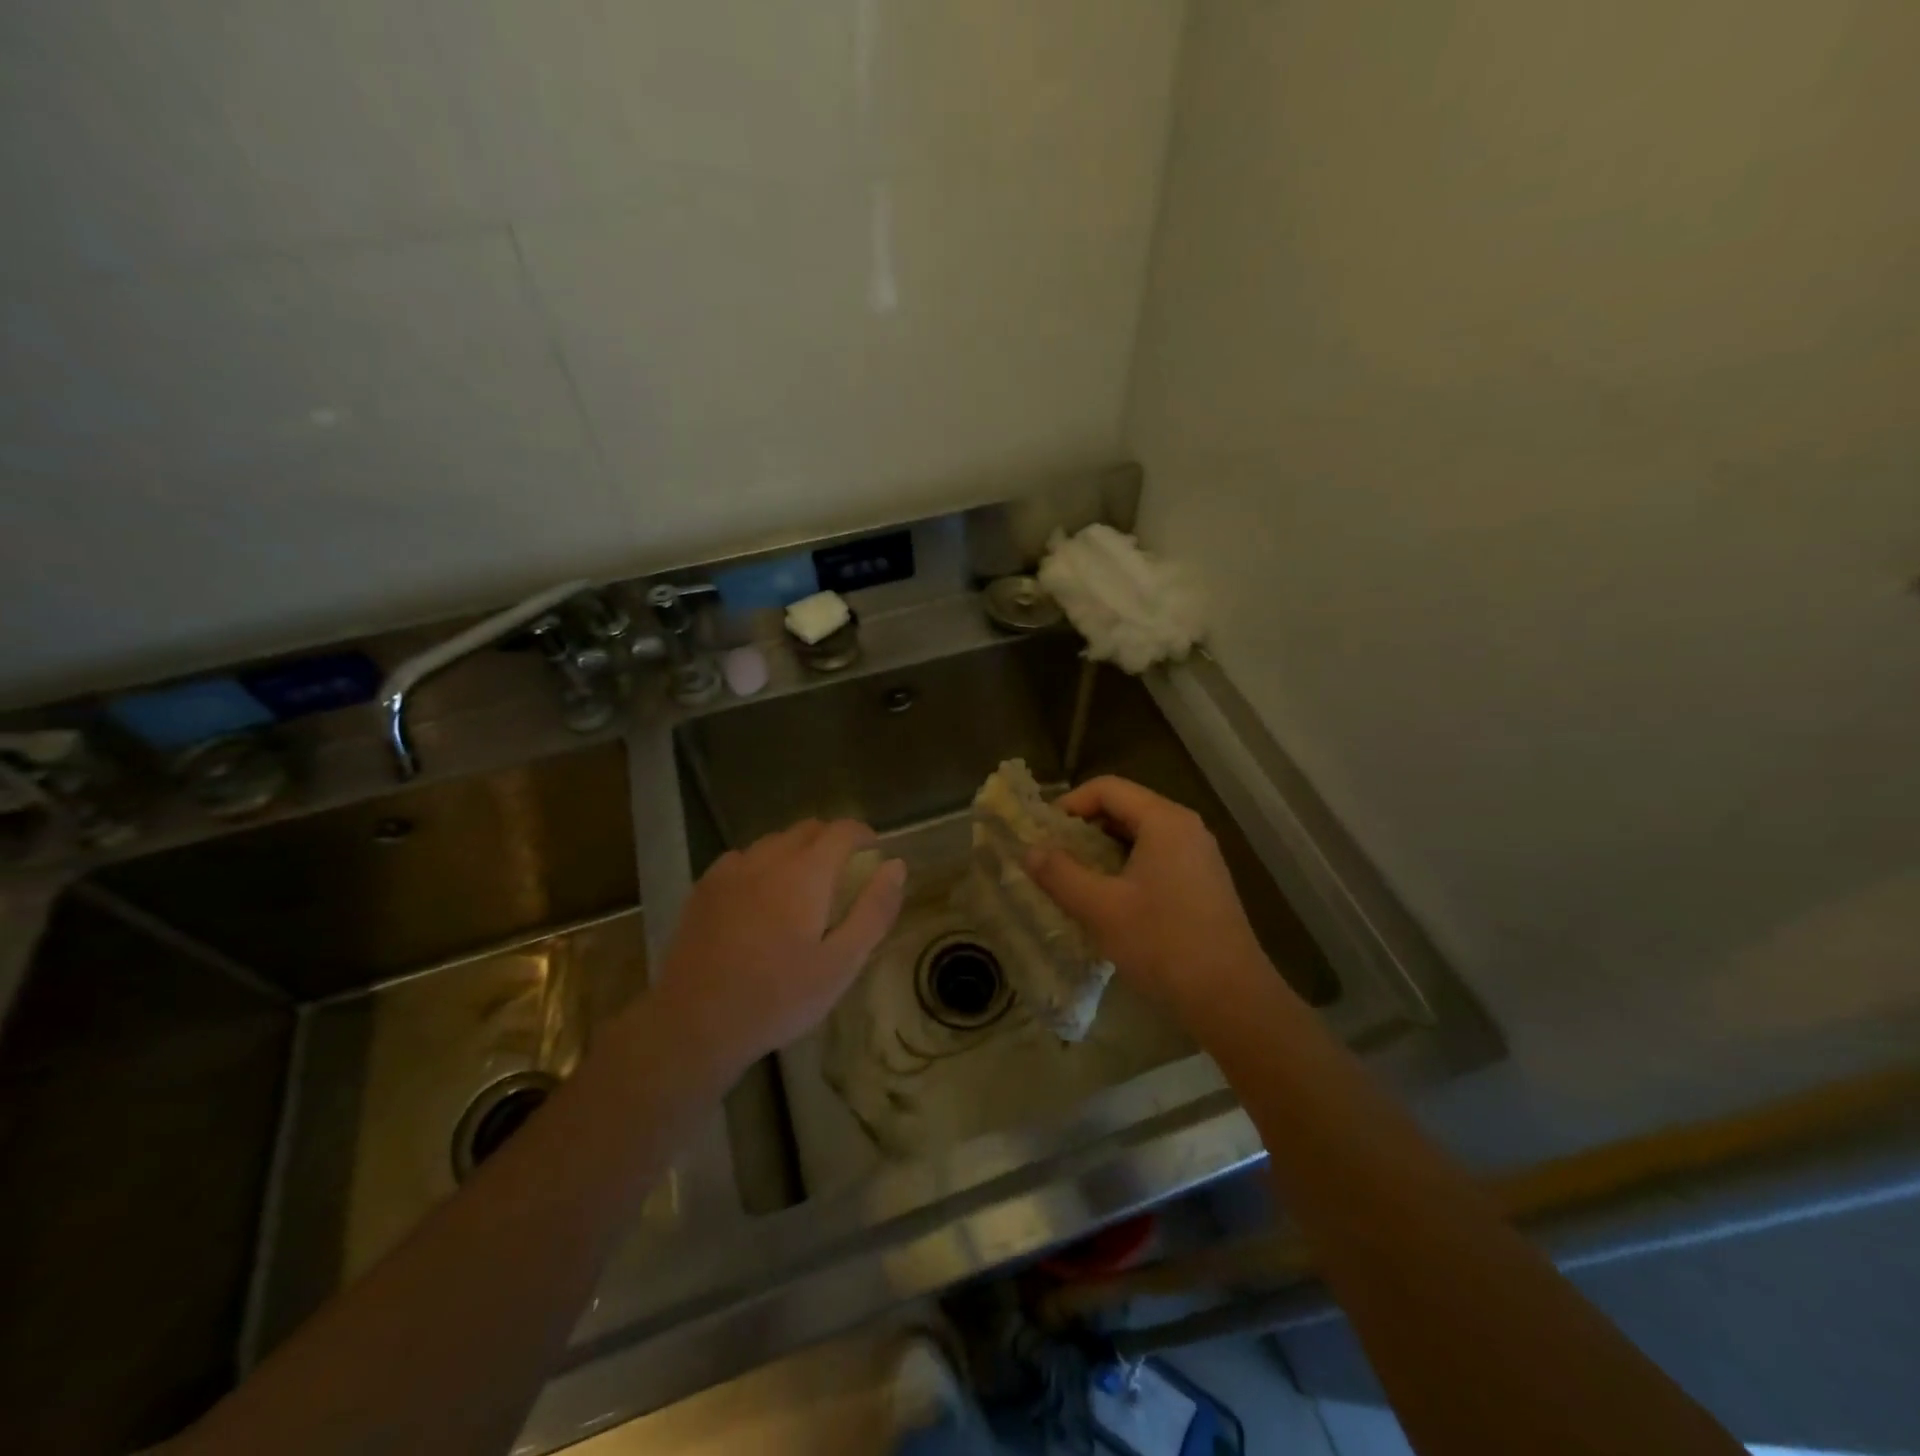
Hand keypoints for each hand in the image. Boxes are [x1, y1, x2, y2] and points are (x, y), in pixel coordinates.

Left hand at [655, 819, 905, 1076]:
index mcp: (806, 872)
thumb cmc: (779, 997)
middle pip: (807, 829)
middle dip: (832, 840)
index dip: (863, 834)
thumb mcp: (842, 963)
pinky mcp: (704, 888)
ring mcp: (731, 870)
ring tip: (804, 885)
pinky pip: (743, 859)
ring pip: (773, 842)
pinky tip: (760, 897)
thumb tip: (895, 865)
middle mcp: (768, 857)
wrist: (695, 1022)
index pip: (842, 830)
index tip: (874, 851)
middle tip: (845, 872)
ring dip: (797, 851)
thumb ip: (874, 910)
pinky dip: (762, 865)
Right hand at [1026, 776, 1270, 1014]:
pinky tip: (1108, 897)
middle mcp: (1185, 827)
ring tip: (1073, 876)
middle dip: (1084, 827)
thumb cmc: (1162, 943)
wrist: (1230, 998)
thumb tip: (1029, 851)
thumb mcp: (1100, 908)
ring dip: (1103, 848)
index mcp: (1164, 821)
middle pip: (1125, 807)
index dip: (1069, 804)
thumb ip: (1060, 874)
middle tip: (1053, 855)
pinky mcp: (1202, 881)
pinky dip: (1125, 865)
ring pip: (1139, 834)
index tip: (1043, 833)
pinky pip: (1156, 856)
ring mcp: (1198, 854)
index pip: (1107, 788)